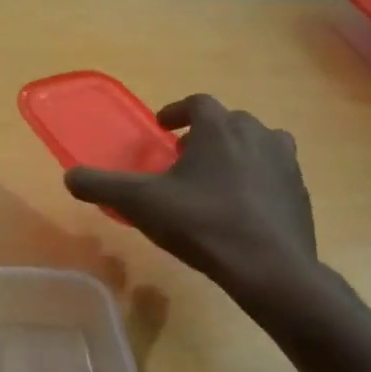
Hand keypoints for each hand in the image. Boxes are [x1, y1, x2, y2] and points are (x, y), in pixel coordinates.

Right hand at [64, 94, 319, 305]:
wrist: (270, 268)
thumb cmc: (203, 224)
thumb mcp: (141, 204)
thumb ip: (102, 186)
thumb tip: (70, 176)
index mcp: (220, 128)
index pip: (197, 103)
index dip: (176, 111)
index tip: (163, 128)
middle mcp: (257, 134)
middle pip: (228, 122)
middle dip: (204, 135)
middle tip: (183, 159)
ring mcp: (285, 162)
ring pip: (256, 144)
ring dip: (234, 153)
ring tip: (215, 179)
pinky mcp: (300, 191)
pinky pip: (274, 173)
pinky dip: (256, 179)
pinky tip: (241, 207)